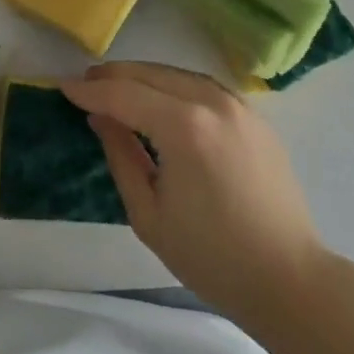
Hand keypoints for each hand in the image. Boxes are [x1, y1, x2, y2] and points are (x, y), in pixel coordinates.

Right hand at [59, 61, 334, 326]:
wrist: (290, 279)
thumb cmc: (212, 257)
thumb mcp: (149, 214)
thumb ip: (121, 156)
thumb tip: (101, 117)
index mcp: (184, 127)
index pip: (125, 95)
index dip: (90, 91)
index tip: (63, 87)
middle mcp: (212, 103)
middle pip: (150, 74)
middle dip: (114, 76)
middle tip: (85, 83)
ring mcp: (238, 105)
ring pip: (177, 73)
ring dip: (143, 76)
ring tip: (116, 86)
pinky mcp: (254, 116)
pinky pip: (203, 86)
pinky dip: (173, 84)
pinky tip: (160, 97)